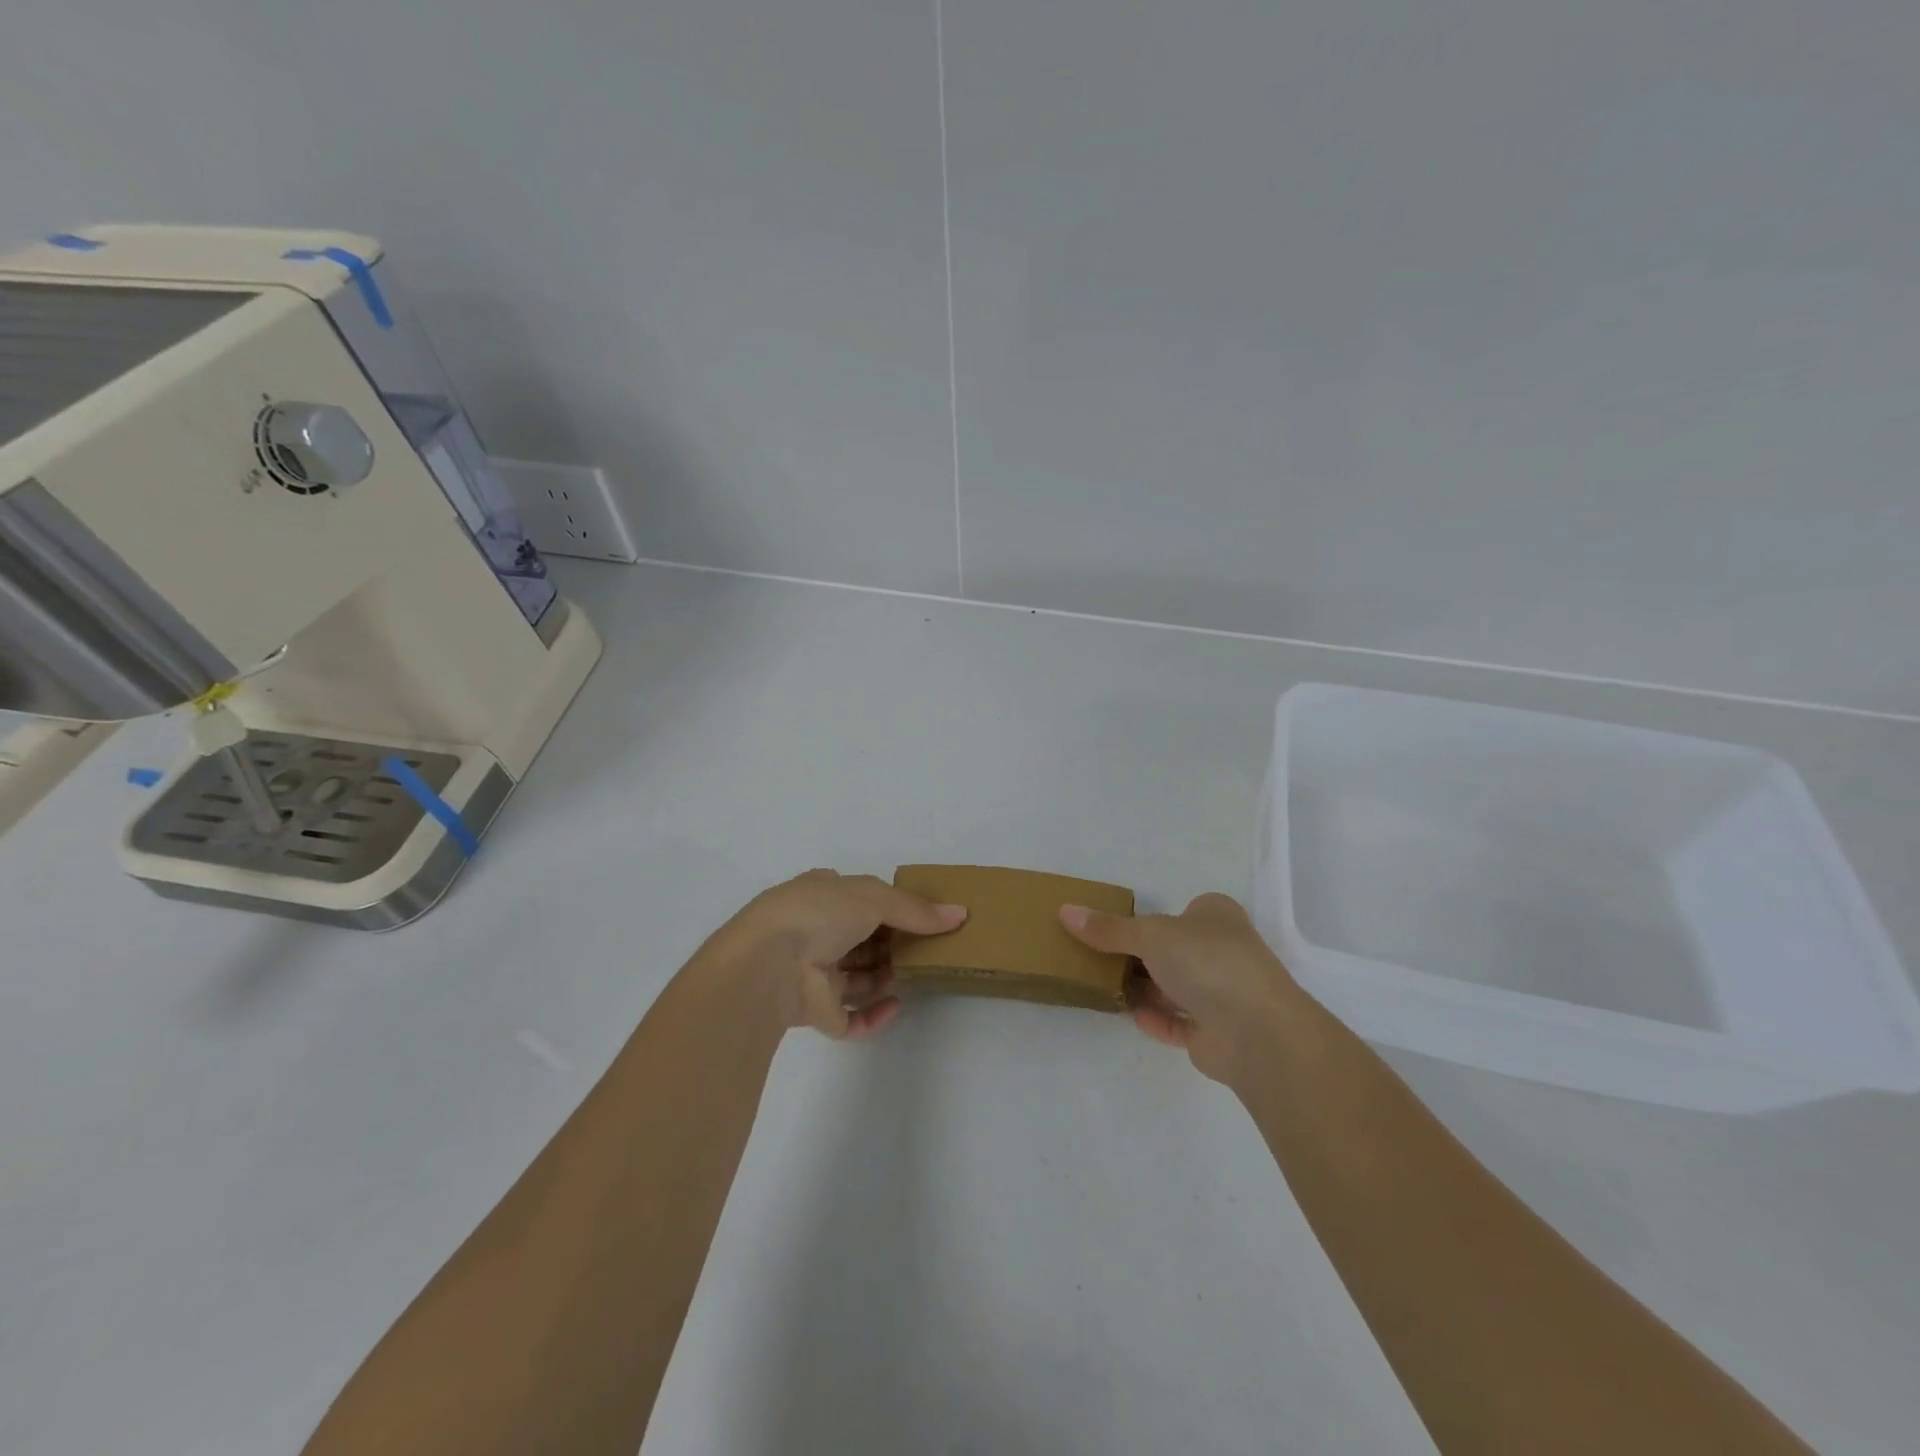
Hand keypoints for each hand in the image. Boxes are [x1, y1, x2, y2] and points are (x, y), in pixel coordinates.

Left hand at [713, 870, 966, 1039]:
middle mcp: (813, 933)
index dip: (888, 906)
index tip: (921, 916)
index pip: (857, 899)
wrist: (768, 963)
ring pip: (857, 978)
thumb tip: (960, 914)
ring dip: (885, 976)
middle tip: (929, 947)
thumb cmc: (819, 914)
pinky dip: (873, 1015)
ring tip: (918, 974)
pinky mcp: (815, 1012)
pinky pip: (849, 1018)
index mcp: (819, 896)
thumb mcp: (874, 897)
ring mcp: (812, 975)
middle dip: (892, 944)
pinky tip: (895, 1006)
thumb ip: (916, 909)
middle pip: (861, 940)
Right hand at [1059, 892, 1299, 1085]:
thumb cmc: (1207, 961)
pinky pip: (1179, 1022)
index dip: (1149, 919)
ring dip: (1146, 989)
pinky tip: (1131, 1016)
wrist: (1257, 1031)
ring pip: (1176, 987)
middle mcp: (1223, 951)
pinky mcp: (1217, 1033)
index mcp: (1215, 916)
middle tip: (1098, 959)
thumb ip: (1108, 929)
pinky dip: (1157, 1019)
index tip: (1112, 929)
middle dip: (1141, 957)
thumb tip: (1065, 911)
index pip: (1179, 912)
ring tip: (1104, 987)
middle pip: (1173, 951)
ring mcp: (1223, 993)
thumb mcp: (1149, 934)